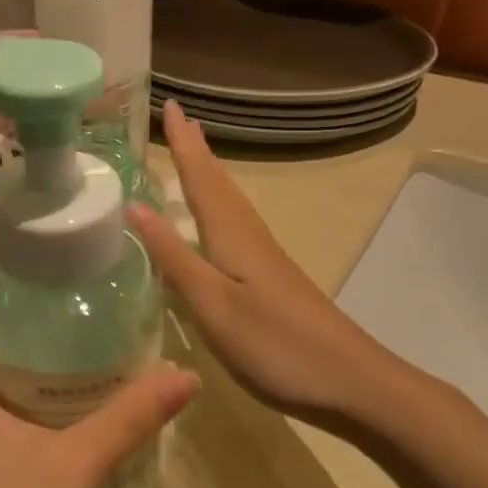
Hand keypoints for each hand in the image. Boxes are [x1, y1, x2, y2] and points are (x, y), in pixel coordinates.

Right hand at [130, 100, 407, 426]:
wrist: (353, 382)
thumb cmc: (275, 343)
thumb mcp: (212, 303)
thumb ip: (173, 256)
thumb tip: (135, 206)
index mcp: (231, 235)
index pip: (200, 177)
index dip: (183, 143)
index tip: (170, 104)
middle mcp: (248, 235)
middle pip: (218, 182)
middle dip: (196, 149)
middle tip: (177, 118)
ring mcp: (264, 256)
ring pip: (228, 201)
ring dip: (207, 172)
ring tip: (191, 151)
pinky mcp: (270, 276)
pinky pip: (234, 223)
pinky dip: (216, 204)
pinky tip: (212, 219)